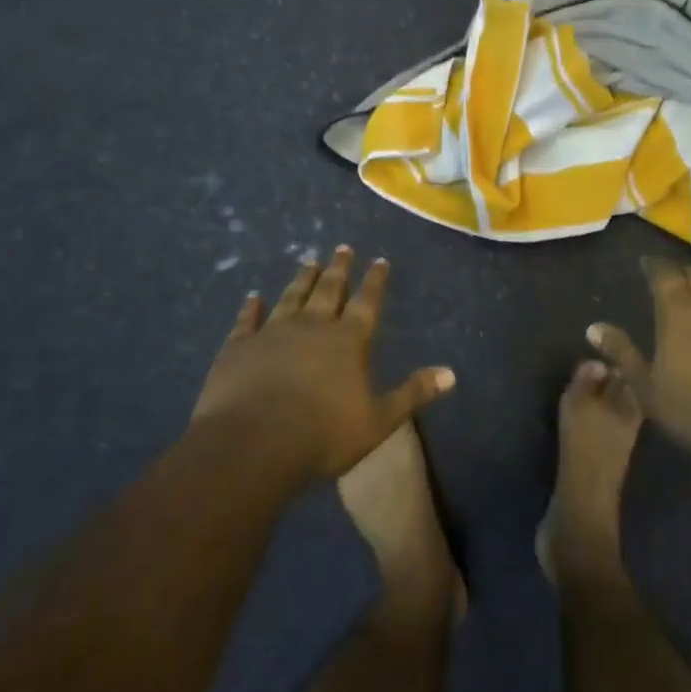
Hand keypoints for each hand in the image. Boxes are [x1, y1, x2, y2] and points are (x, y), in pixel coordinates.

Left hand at [189, 248, 456, 481]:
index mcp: (348, 341)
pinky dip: (251, 307)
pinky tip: (253, 297)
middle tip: (343, 248)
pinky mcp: (239, 346)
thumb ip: (412, 394)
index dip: (375, 281)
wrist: (252, 444)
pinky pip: (247, 320)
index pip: (367, 302)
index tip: (379, 260)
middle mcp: (312, 326)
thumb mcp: (378, 420)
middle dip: (339, 268)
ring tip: (309, 261)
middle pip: (329, 290)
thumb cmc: (322, 435)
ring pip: (292, 297)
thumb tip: (451, 373)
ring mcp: (273, 332)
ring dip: (302, 279)